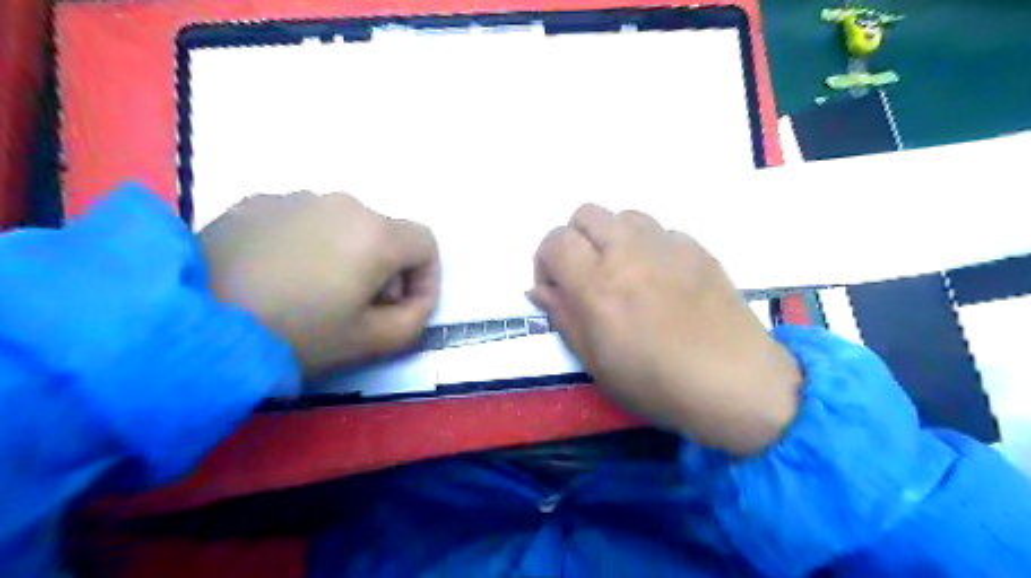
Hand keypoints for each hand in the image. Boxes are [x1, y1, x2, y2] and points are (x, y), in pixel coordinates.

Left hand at [200, 192, 438, 377]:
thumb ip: (414, 320)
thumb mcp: (371, 341)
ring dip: (347, 257)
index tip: (405, 309)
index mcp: (375, 234)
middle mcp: (342, 203)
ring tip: (314, 294)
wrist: (192, 320)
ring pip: (344, 227)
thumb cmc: (296, 333)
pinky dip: (309, 246)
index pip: (426, 243)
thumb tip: (415, 300)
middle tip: (358, 309)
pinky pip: (303, 222)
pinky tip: (278, 277)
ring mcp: (296, 198)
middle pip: (385, 235)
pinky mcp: (257, 203)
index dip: (426, 278)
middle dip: (386, 272)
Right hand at [531, 202, 803, 456]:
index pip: (555, 241)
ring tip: (624, 272)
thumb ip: (563, 317)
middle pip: (586, 213)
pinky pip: (661, 231)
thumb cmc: (656, 383)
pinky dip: (649, 247)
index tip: (556, 289)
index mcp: (597, 284)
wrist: (735, 383)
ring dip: (612, 238)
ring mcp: (667, 245)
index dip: (545, 261)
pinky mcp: (697, 248)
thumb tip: (539, 290)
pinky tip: (661, 279)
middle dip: (575, 240)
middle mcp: (628, 252)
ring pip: (624, 216)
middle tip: (585, 275)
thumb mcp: (595, 362)